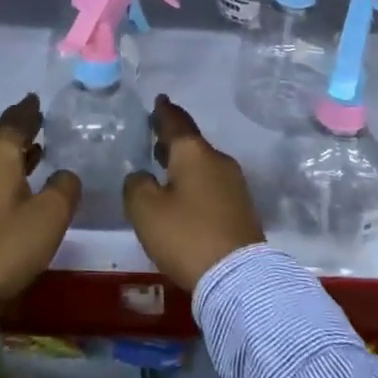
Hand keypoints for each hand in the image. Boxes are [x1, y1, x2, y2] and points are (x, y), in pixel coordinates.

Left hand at [0, 94, 81, 305]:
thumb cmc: (7, 245)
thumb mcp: (50, 216)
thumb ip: (64, 188)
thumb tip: (65, 175)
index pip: (13, 123)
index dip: (27, 110)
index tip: (35, 98)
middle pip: (0, 141)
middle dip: (21, 132)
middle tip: (41, 123)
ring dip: (14, 156)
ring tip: (36, 152)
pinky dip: (5, 175)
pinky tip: (18, 186)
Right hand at [123, 95, 264, 290]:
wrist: (239, 277)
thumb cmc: (186, 235)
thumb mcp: (145, 210)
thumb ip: (136, 185)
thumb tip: (143, 177)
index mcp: (194, 153)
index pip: (176, 122)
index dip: (164, 112)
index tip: (159, 100)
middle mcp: (218, 161)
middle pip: (192, 143)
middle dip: (173, 139)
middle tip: (156, 136)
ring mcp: (234, 184)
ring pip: (203, 163)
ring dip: (184, 162)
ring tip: (166, 166)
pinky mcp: (241, 208)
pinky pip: (212, 184)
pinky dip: (196, 181)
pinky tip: (184, 195)